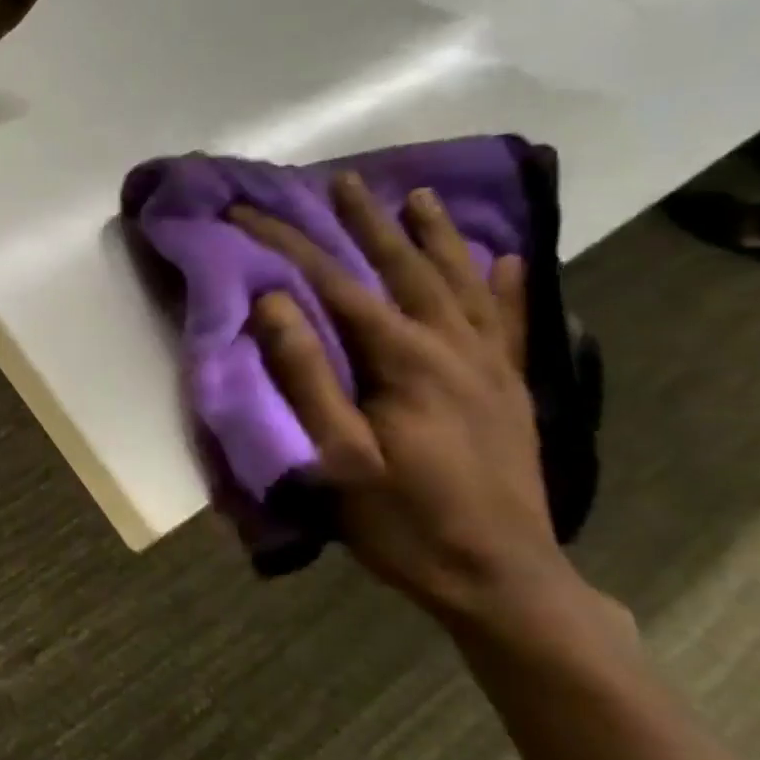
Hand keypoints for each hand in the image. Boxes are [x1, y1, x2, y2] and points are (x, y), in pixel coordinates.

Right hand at [230, 174, 581, 625]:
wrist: (500, 578)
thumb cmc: (403, 521)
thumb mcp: (337, 456)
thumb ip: (306, 376)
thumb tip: (274, 303)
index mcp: (403, 360)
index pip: (334, 284)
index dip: (287, 244)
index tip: (247, 213)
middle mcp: (451, 347)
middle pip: (403, 268)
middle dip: (366, 221)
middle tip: (341, 181)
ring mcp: (490, 366)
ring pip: (460, 282)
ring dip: (435, 236)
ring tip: (418, 197)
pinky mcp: (512, 389)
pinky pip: (511, 322)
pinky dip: (508, 285)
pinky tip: (508, 259)